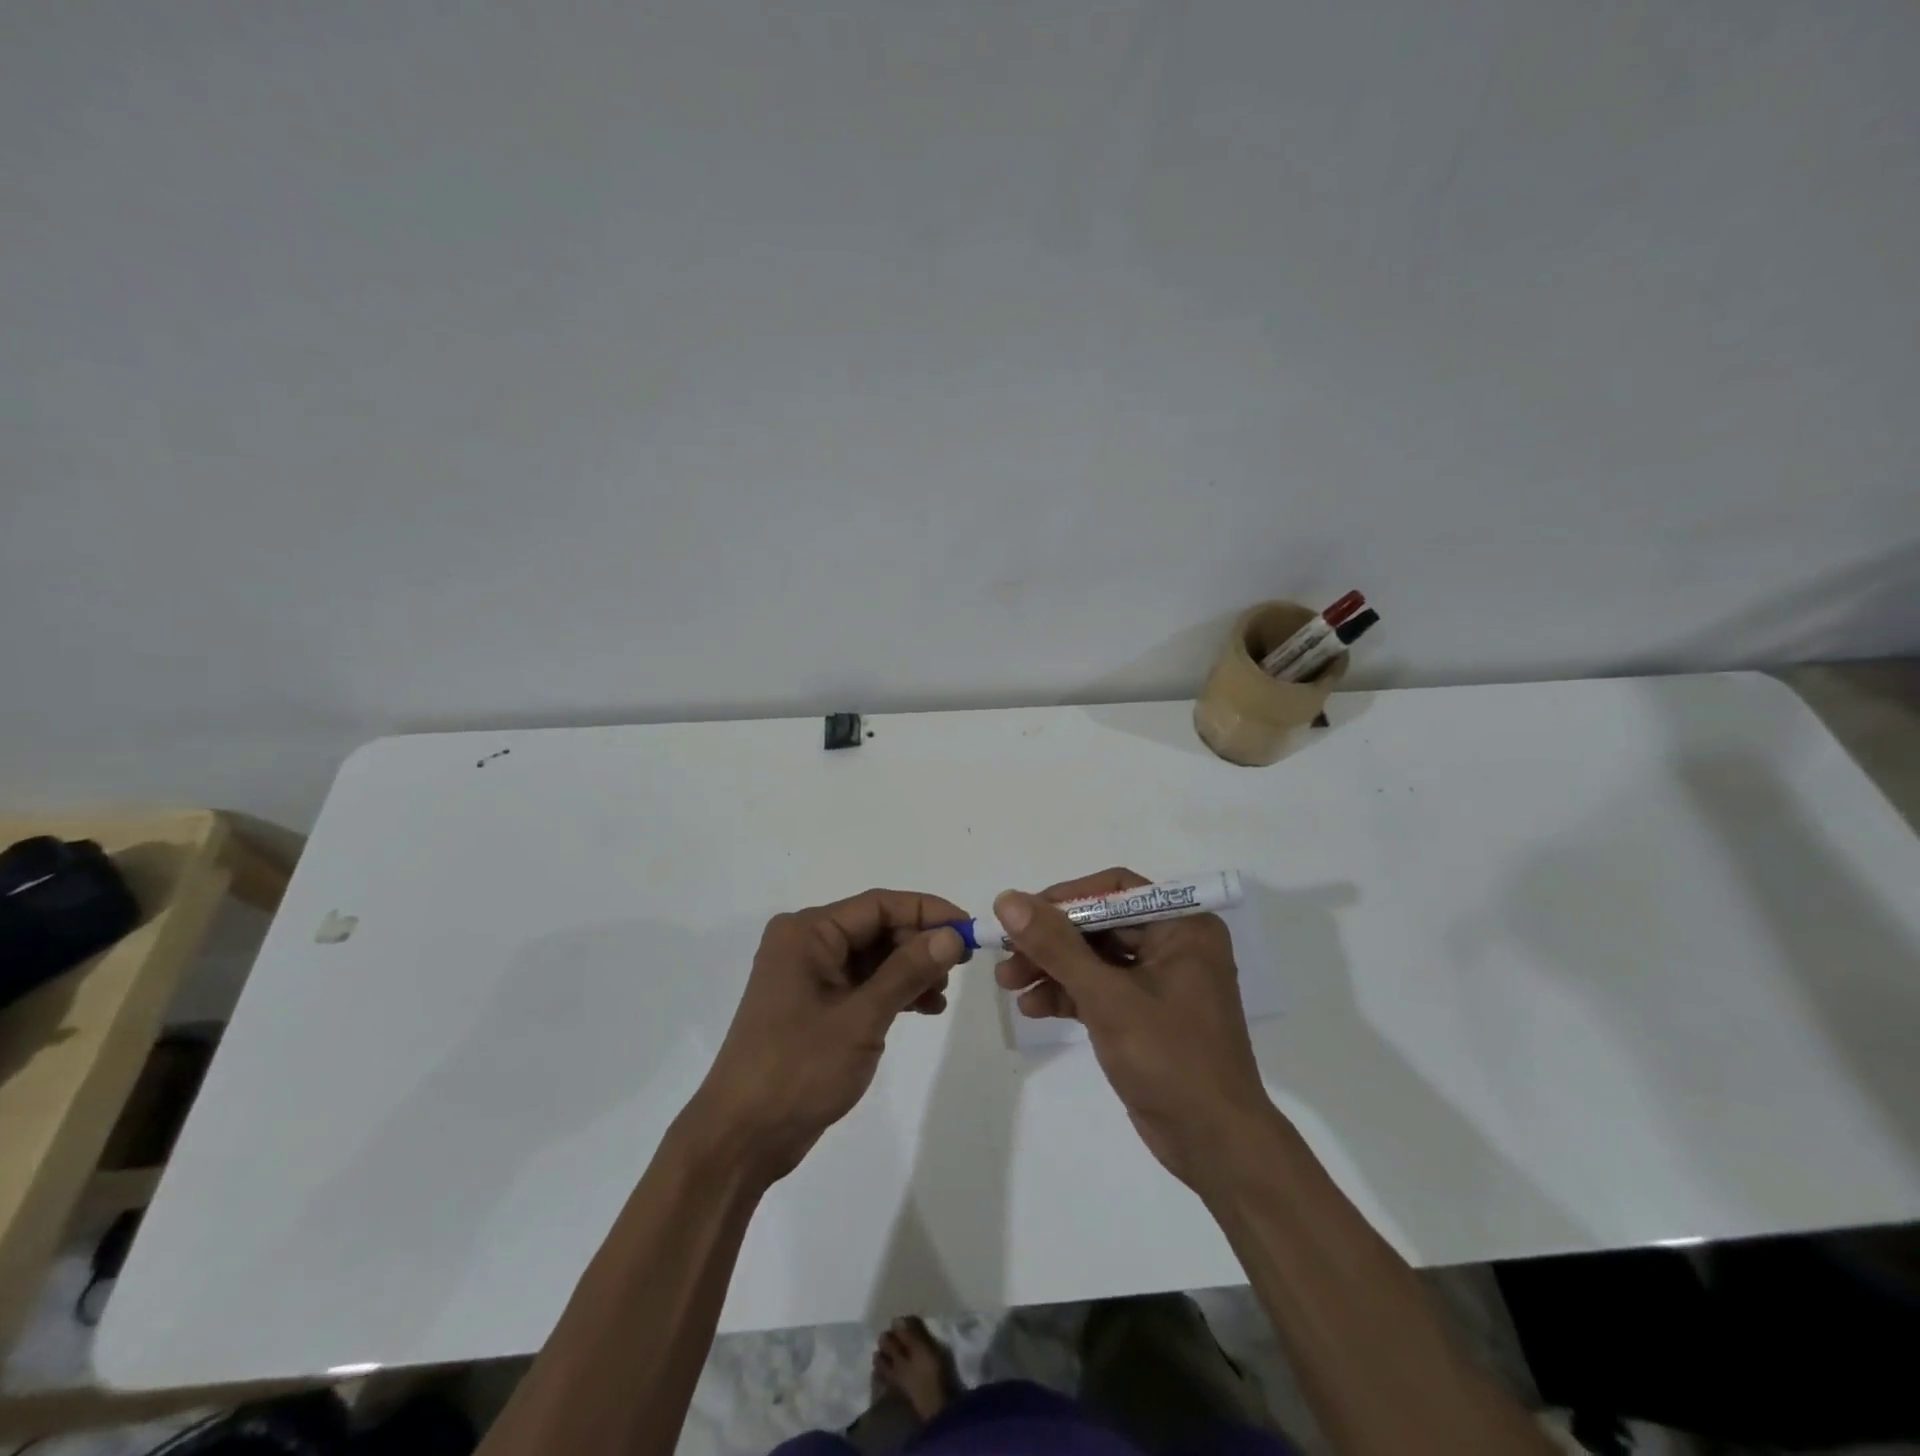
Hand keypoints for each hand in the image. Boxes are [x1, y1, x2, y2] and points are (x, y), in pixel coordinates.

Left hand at [685, 889, 966, 1186]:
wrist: (742, 1137)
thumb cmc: (798, 1068)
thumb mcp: (861, 1017)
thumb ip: (908, 971)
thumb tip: (952, 935)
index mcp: (808, 932)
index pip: (878, 905)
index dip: (927, 912)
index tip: (968, 928)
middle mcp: (806, 943)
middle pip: (876, 928)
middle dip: (919, 944)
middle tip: (960, 967)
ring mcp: (809, 975)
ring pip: (873, 957)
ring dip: (910, 970)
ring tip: (942, 995)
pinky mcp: (815, 1005)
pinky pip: (863, 983)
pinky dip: (893, 992)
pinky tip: (925, 1008)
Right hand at [993, 868, 1273, 1191]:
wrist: (1215, 1145)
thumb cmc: (1170, 1058)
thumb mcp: (1107, 997)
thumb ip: (1056, 946)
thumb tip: (1008, 899)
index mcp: (1183, 926)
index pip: (1114, 890)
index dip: (1064, 899)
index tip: (1021, 915)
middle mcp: (1175, 944)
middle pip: (1099, 925)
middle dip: (1050, 942)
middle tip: (1006, 957)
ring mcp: (1161, 981)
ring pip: (1095, 959)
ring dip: (1052, 969)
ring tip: (1008, 984)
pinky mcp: (1146, 1014)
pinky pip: (1100, 989)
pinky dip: (1068, 995)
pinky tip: (1033, 1008)